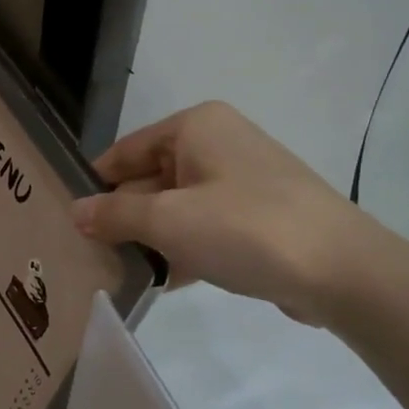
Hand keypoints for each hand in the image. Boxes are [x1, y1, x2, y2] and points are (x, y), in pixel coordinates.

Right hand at [71, 101, 381, 326]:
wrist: (340, 269)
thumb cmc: (244, 229)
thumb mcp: (168, 220)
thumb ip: (115, 215)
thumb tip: (75, 213)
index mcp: (196, 127)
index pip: (126, 151)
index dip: (96, 185)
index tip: (68, 222)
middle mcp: (218, 143)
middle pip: (151, 179)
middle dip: (124, 218)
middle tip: (89, 255)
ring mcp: (242, 180)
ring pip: (178, 207)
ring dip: (152, 238)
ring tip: (119, 273)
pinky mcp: (258, 216)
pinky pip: (206, 227)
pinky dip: (184, 249)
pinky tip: (164, 281)